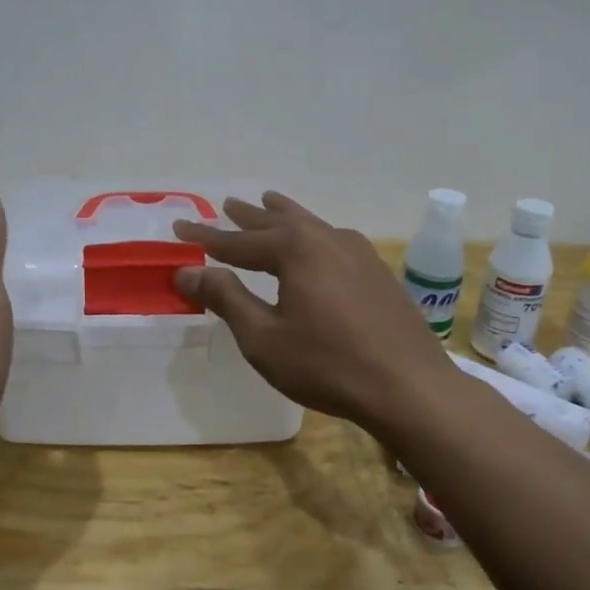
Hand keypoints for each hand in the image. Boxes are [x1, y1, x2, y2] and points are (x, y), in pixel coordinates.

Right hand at [173, 192, 463, 433]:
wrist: (409, 386)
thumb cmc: (327, 364)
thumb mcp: (263, 337)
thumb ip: (226, 299)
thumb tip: (187, 271)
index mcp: (295, 249)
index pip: (237, 240)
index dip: (205, 236)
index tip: (179, 226)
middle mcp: (327, 239)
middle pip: (277, 222)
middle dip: (248, 217)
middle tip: (226, 205)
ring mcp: (359, 253)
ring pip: (310, 226)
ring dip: (284, 217)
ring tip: (269, 203)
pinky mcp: (378, 272)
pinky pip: (333, 241)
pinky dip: (312, 235)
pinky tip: (318, 244)